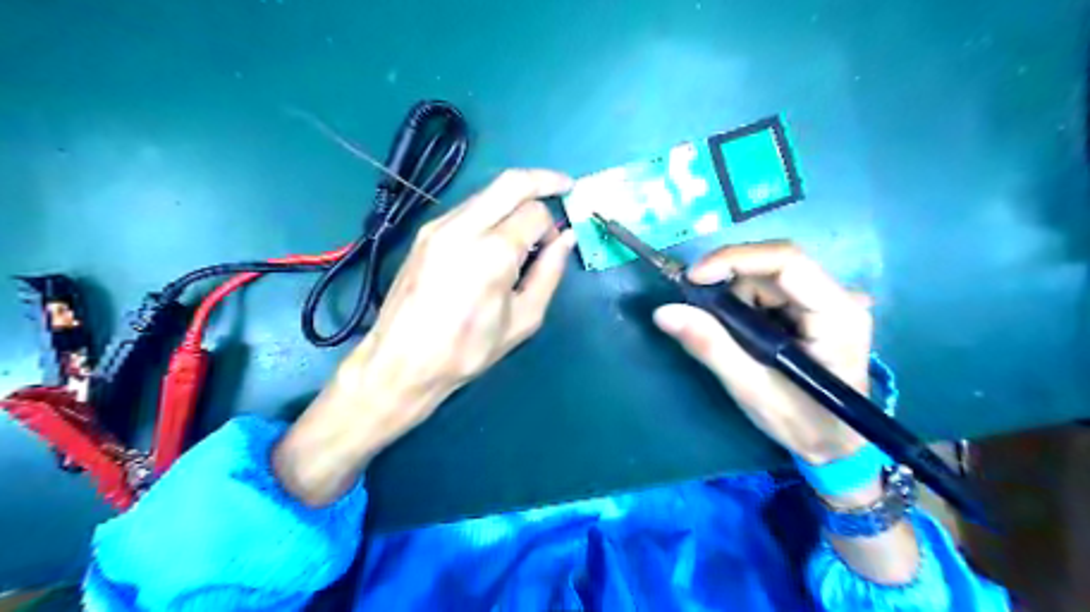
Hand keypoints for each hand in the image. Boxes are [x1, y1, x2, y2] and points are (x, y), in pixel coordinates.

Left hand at [278, 170, 573, 504]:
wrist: (401, 362)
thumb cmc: (468, 350)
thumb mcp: (523, 320)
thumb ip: (549, 273)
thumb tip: (566, 239)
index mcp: (493, 253)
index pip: (535, 213)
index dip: (553, 225)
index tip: (556, 244)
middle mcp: (464, 228)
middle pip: (511, 181)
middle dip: (543, 179)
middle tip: (563, 187)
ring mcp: (439, 226)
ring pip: (488, 191)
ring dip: (515, 197)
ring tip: (528, 222)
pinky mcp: (425, 232)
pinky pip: (468, 207)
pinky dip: (492, 210)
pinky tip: (497, 234)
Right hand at [650, 238, 874, 462]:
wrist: (835, 443)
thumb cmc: (804, 423)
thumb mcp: (751, 388)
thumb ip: (711, 346)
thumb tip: (663, 312)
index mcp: (837, 313)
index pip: (786, 261)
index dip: (734, 259)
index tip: (692, 279)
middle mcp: (839, 295)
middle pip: (771, 266)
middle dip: (729, 287)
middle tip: (702, 317)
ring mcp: (828, 299)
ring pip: (765, 276)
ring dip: (735, 300)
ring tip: (733, 342)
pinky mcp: (814, 306)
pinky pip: (768, 289)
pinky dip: (743, 306)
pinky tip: (745, 337)